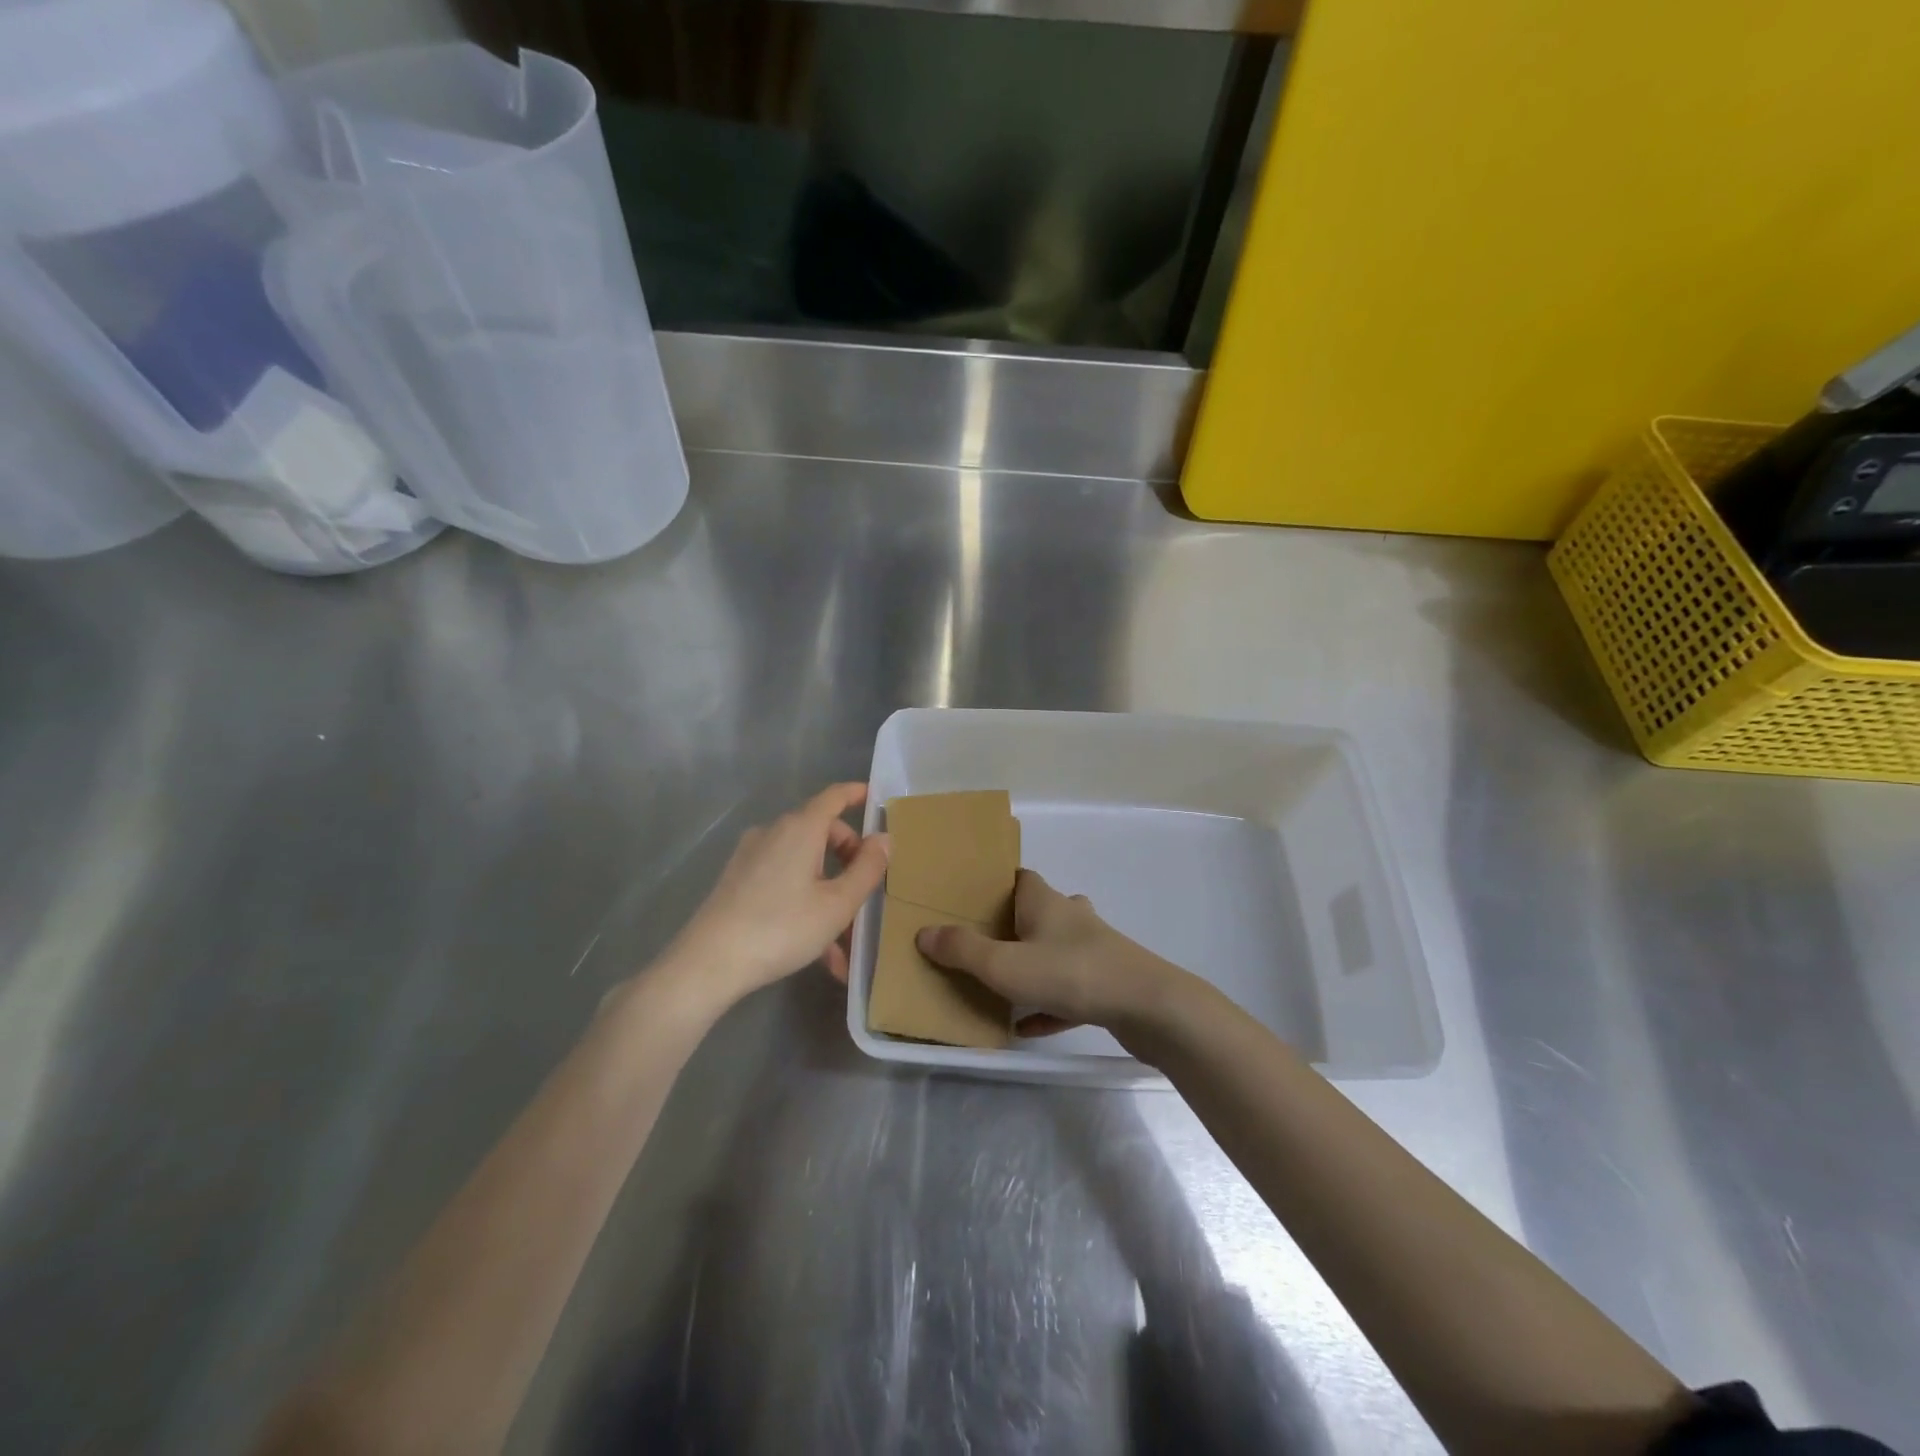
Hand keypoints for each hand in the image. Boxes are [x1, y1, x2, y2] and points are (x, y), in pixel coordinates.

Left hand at [659, 783, 888, 1011]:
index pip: (834, 796)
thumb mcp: (838, 904)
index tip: (874, 799)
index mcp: (801, 829)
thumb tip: (884, 839)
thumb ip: (867, 869)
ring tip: (846, 941)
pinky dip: (805, 903)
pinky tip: (819, 951)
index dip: (856, 794)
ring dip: (828, 892)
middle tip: (867, 890)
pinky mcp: (737, 880)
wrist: (709, 962)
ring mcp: (751, 856)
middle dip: (849, 857)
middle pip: (821, 832)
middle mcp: (774, 832)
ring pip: (803, 863)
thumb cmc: (782, 927)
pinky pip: (783, 882)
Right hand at [915, 869, 1185, 1035]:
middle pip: (1037, 912)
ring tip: (1001, 983)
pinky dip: (1047, 1004)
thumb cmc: (1070, 973)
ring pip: (1054, 950)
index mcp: (1045, 902)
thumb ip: (962, 950)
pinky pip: (1067, 991)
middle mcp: (1070, 918)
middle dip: (1011, 925)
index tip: (971, 900)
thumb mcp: (1004, 964)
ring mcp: (1092, 950)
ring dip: (1030, 964)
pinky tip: (1027, 1027)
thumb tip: (924, 933)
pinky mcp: (1105, 983)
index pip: (1020, 878)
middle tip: (980, 944)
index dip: (997, 885)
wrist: (1147, 1006)